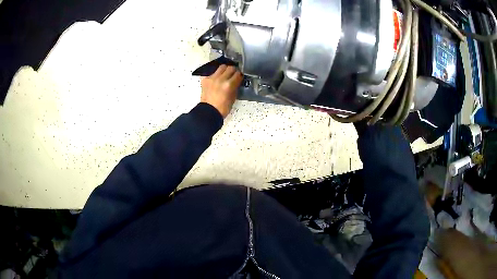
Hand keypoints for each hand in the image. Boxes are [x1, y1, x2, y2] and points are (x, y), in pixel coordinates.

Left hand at [201, 65, 242, 117]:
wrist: (209, 112)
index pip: (238, 74)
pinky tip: (217, 78)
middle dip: (233, 71)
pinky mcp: (205, 79)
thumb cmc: (222, 108)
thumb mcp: (233, 98)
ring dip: (225, 70)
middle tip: (233, 74)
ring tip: (225, 74)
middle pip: (230, 68)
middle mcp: (220, 79)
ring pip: (221, 67)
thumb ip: (235, 87)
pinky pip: (212, 72)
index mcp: (229, 85)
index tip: (240, 76)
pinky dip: (216, 74)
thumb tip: (237, 81)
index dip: (240, 75)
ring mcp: (212, 78)